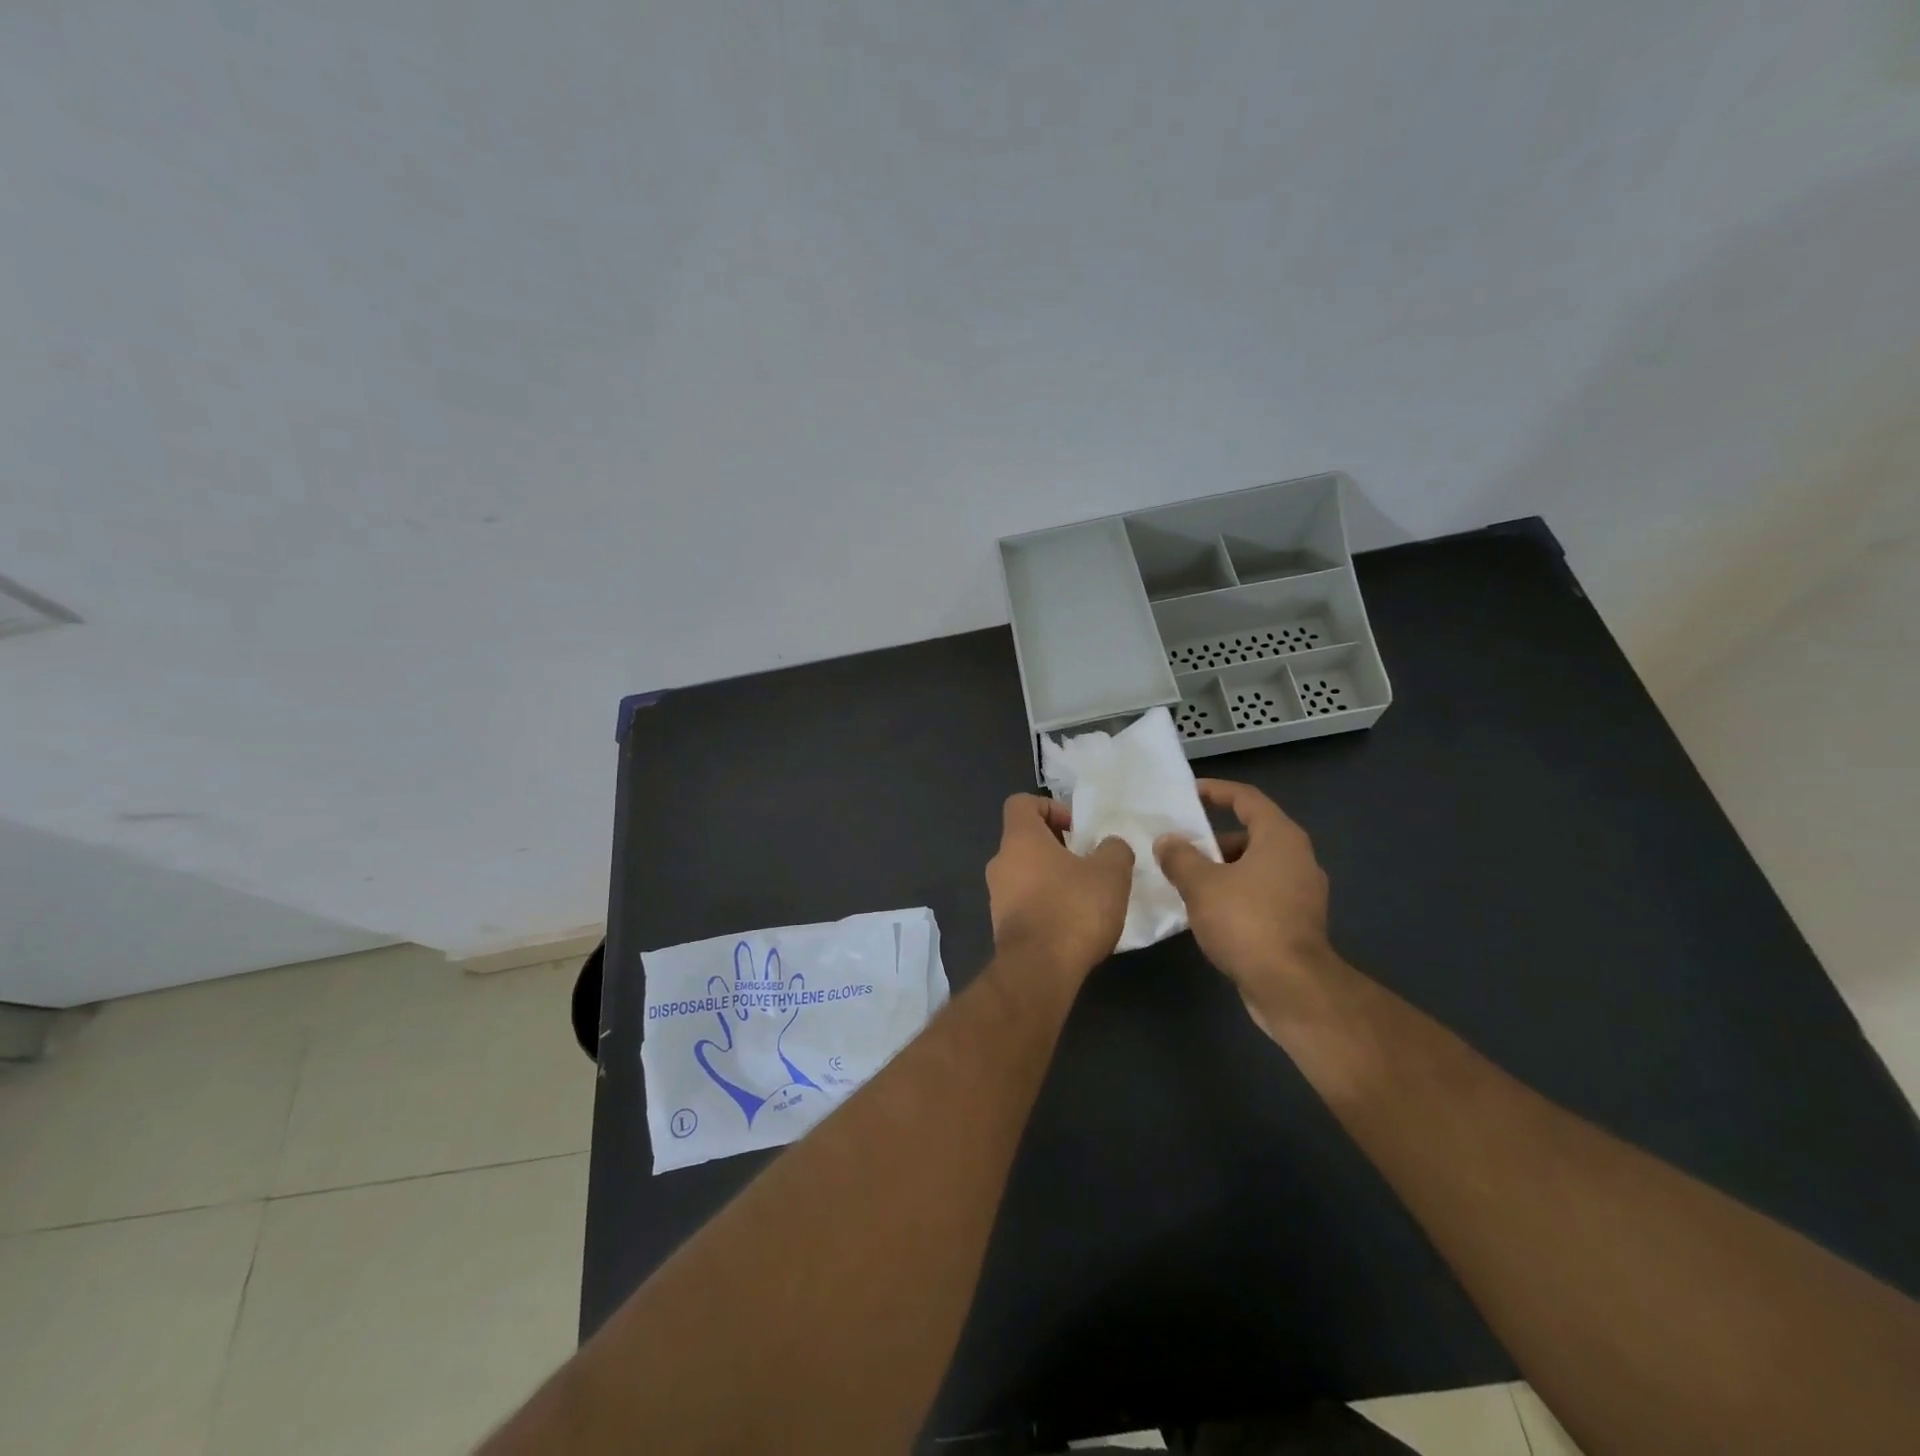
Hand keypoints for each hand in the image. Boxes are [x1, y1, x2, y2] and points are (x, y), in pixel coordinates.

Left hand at [986, 794, 1133, 981]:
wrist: (1039, 970)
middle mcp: (1000, 862)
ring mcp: (997, 896)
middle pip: (1025, 839)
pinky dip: (1045, 904)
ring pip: (1025, 872)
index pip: (1021, 803)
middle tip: (1088, 862)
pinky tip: (1072, 923)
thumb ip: (1114, 849)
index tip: (1077, 828)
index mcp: (1019, 838)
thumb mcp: (1111, 872)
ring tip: (1085, 896)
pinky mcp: (1002, 926)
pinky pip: (1024, 902)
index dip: (1050, 807)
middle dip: (1057, 846)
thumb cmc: (1073, 909)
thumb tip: (1109, 846)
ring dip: (1052, 877)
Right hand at [1154, 779, 1335, 1033]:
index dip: (1216, 790)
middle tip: (1179, 846)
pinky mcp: (1298, 922)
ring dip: (1221, 869)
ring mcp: (1302, 892)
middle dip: (1212, 839)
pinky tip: (1208, 911)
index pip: (1247, 798)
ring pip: (1255, 867)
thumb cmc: (1246, 922)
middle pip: (1251, 833)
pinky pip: (1261, 893)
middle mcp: (1298, 858)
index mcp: (1280, 838)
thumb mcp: (1201, 885)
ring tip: (1186, 881)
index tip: (1188, 793)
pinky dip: (1235, 893)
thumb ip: (1180, 857)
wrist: (1292, 988)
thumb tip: (1167, 841)